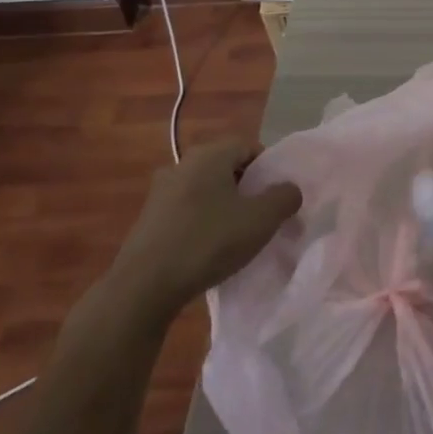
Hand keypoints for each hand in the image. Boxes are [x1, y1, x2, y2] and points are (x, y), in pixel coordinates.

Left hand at [106, 137, 301, 323]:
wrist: (143, 287)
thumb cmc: (208, 242)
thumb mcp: (262, 220)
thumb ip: (284, 197)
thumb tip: (289, 189)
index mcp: (209, 154)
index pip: (248, 146)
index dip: (268, 168)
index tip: (276, 196)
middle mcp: (182, 164)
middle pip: (226, 167)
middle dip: (246, 188)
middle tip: (260, 216)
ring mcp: (161, 192)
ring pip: (205, 190)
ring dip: (223, 207)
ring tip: (235, 236)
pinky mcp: (148, 219)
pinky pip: (186, 211)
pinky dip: (201, 223)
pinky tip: (207, 250)